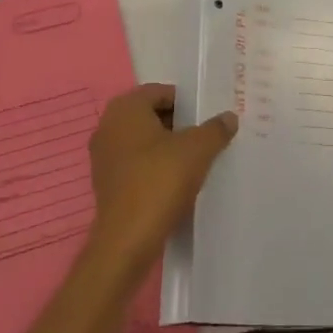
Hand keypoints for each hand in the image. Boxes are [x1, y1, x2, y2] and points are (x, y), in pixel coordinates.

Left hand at [87, 84, 236, 274]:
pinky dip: (154, 166)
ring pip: (143, 141)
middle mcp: (108, 126)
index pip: (161, 92)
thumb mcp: (197, 150)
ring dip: (167, 146)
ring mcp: (103, 156)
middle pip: (151, 115)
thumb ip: (215, 129)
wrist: (127, 240)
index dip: (187, 102)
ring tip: (195, 159)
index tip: (207, 117)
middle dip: (178, 123)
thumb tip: (229, 117)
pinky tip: (176, 180)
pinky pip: (135, 164)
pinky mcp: (105, 183)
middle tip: (205, 135)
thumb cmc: (159, 181)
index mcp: (126, 108)